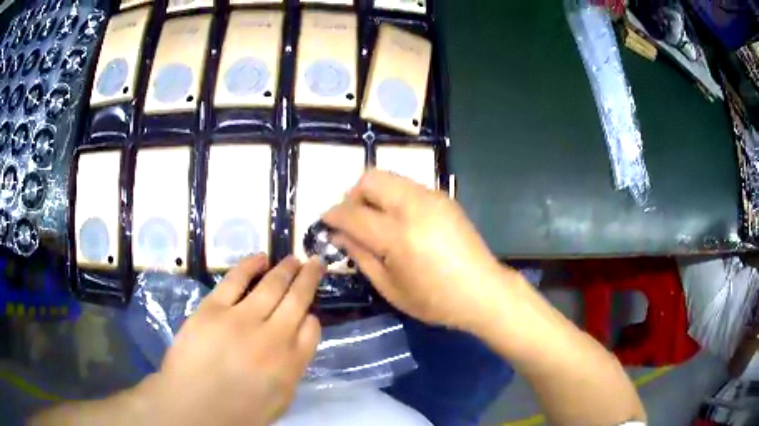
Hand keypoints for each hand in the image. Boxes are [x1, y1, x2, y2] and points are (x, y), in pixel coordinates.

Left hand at [144, 255, 324, 425]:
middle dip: (309, 278)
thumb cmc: (238, 412)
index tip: (309, 311)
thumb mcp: (279, 401)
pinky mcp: (213, 309)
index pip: (311, 329)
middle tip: (315, 262)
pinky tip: (260, 258)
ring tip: (294, 259)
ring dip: (286, 269)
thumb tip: (296, 341)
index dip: (312, 316)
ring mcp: (241, 319)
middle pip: (297, 300)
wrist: (193, 407)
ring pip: (272, 285)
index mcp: (291, 364)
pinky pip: (236, 280)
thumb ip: (293, 370)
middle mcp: (273, 337)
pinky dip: (250, 265)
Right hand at [323, 170, 518, 332]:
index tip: (325, 221)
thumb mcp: (390, 287)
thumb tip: (339, 235)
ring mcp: (432, 198)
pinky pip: (408, 186)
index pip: (353, 213)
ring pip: (389, 177)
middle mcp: (415, 207)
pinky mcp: (444, 198)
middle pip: (371, 179)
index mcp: (398, 236)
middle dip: (353, 195)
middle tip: (352, 220)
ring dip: (373, 194)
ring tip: (374, 221)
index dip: (333, 215)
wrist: (483, 291)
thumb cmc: (435, 300)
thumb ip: (361, 256)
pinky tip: (399, 221)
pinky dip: (393, 196)